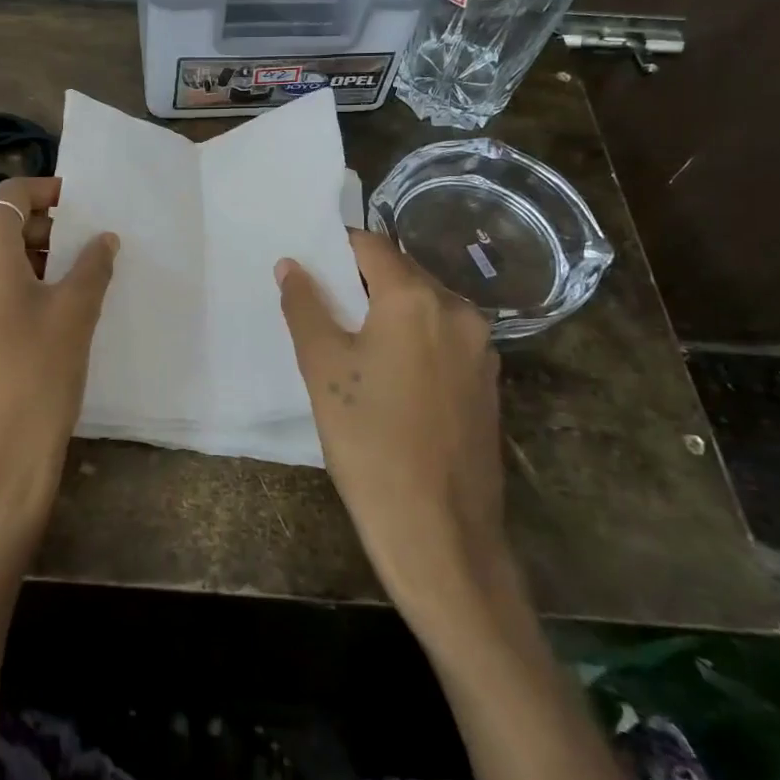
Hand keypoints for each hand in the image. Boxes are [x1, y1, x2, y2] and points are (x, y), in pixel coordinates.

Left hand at [0, 177, 117, 555]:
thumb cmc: (40, 374)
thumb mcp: (76, 313)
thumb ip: (92, 265)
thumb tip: (103, 238)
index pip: (9, 197)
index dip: (45, 190)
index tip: (80, 203)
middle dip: (43, 229)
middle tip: (86, 244)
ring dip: (30, 259)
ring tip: (74, 277)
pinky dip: (13, 286)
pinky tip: (48, 311)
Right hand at [275, 230, 505, 613]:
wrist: (440, 533)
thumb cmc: (369, 442)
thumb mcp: (322, 369)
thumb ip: (305, 307)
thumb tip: (291, 265)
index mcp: (416, 298)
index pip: (372, 246)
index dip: (337, 248)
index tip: (311, 266)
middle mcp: (458, 310)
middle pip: (403, 272)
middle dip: (363, 280)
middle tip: (326, 305)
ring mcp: (481, 348)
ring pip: (426, 306)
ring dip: (390, 310)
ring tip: (355, 342)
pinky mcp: (488, 382)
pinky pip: (445, 338)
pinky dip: (415, 338)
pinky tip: (392, 374)